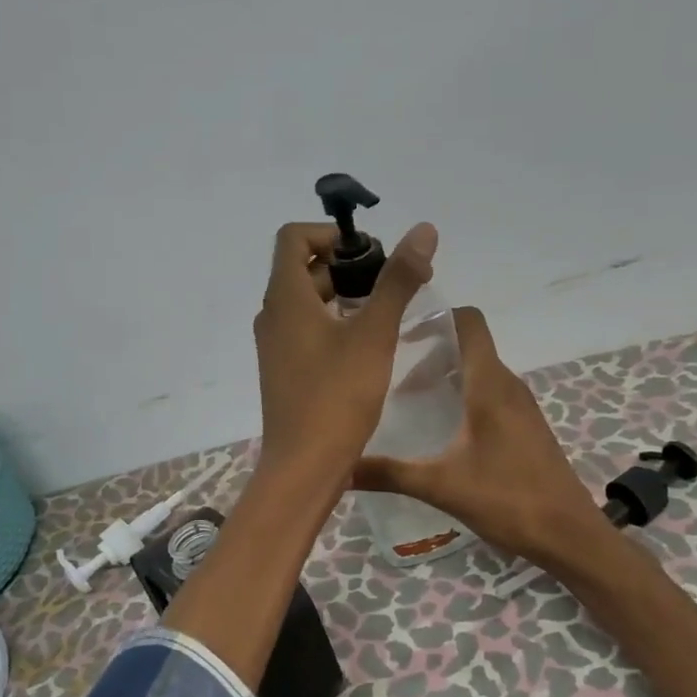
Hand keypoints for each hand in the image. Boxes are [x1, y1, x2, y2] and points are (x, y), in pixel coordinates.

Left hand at [253, 219, 437, 486]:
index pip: (294, 238)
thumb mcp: (374, 334)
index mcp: (285, 298)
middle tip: (391, 283)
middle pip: (304, 269)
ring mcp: (276, 346)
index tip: (370, 254)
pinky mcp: (285, 371)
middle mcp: (273, 316)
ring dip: (344, 296)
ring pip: (308, 303)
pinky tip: (368, 346)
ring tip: (386, 313)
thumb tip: (422, 230)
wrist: (304, 466)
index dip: (331, 234)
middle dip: (347, 266)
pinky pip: (308, 331)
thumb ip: (397, 280)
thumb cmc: (336, 396)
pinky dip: (335, 324)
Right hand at [352, 307, 607, 567]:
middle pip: (468, 347)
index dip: (437, 317)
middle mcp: (508, 386)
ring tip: (406, 402)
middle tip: (389, 376)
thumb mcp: (441, 486)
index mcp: (490, 385)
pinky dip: (463, 398)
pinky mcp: (525, 428)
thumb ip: (390, 473)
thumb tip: (339, 467)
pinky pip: (489, 396)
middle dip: (429, 354)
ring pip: (478, 373)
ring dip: (445, 378)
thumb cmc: (508, 499)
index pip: (469, 322)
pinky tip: (439, 431)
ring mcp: (521, 407)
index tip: (400, 333)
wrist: (569, 536)